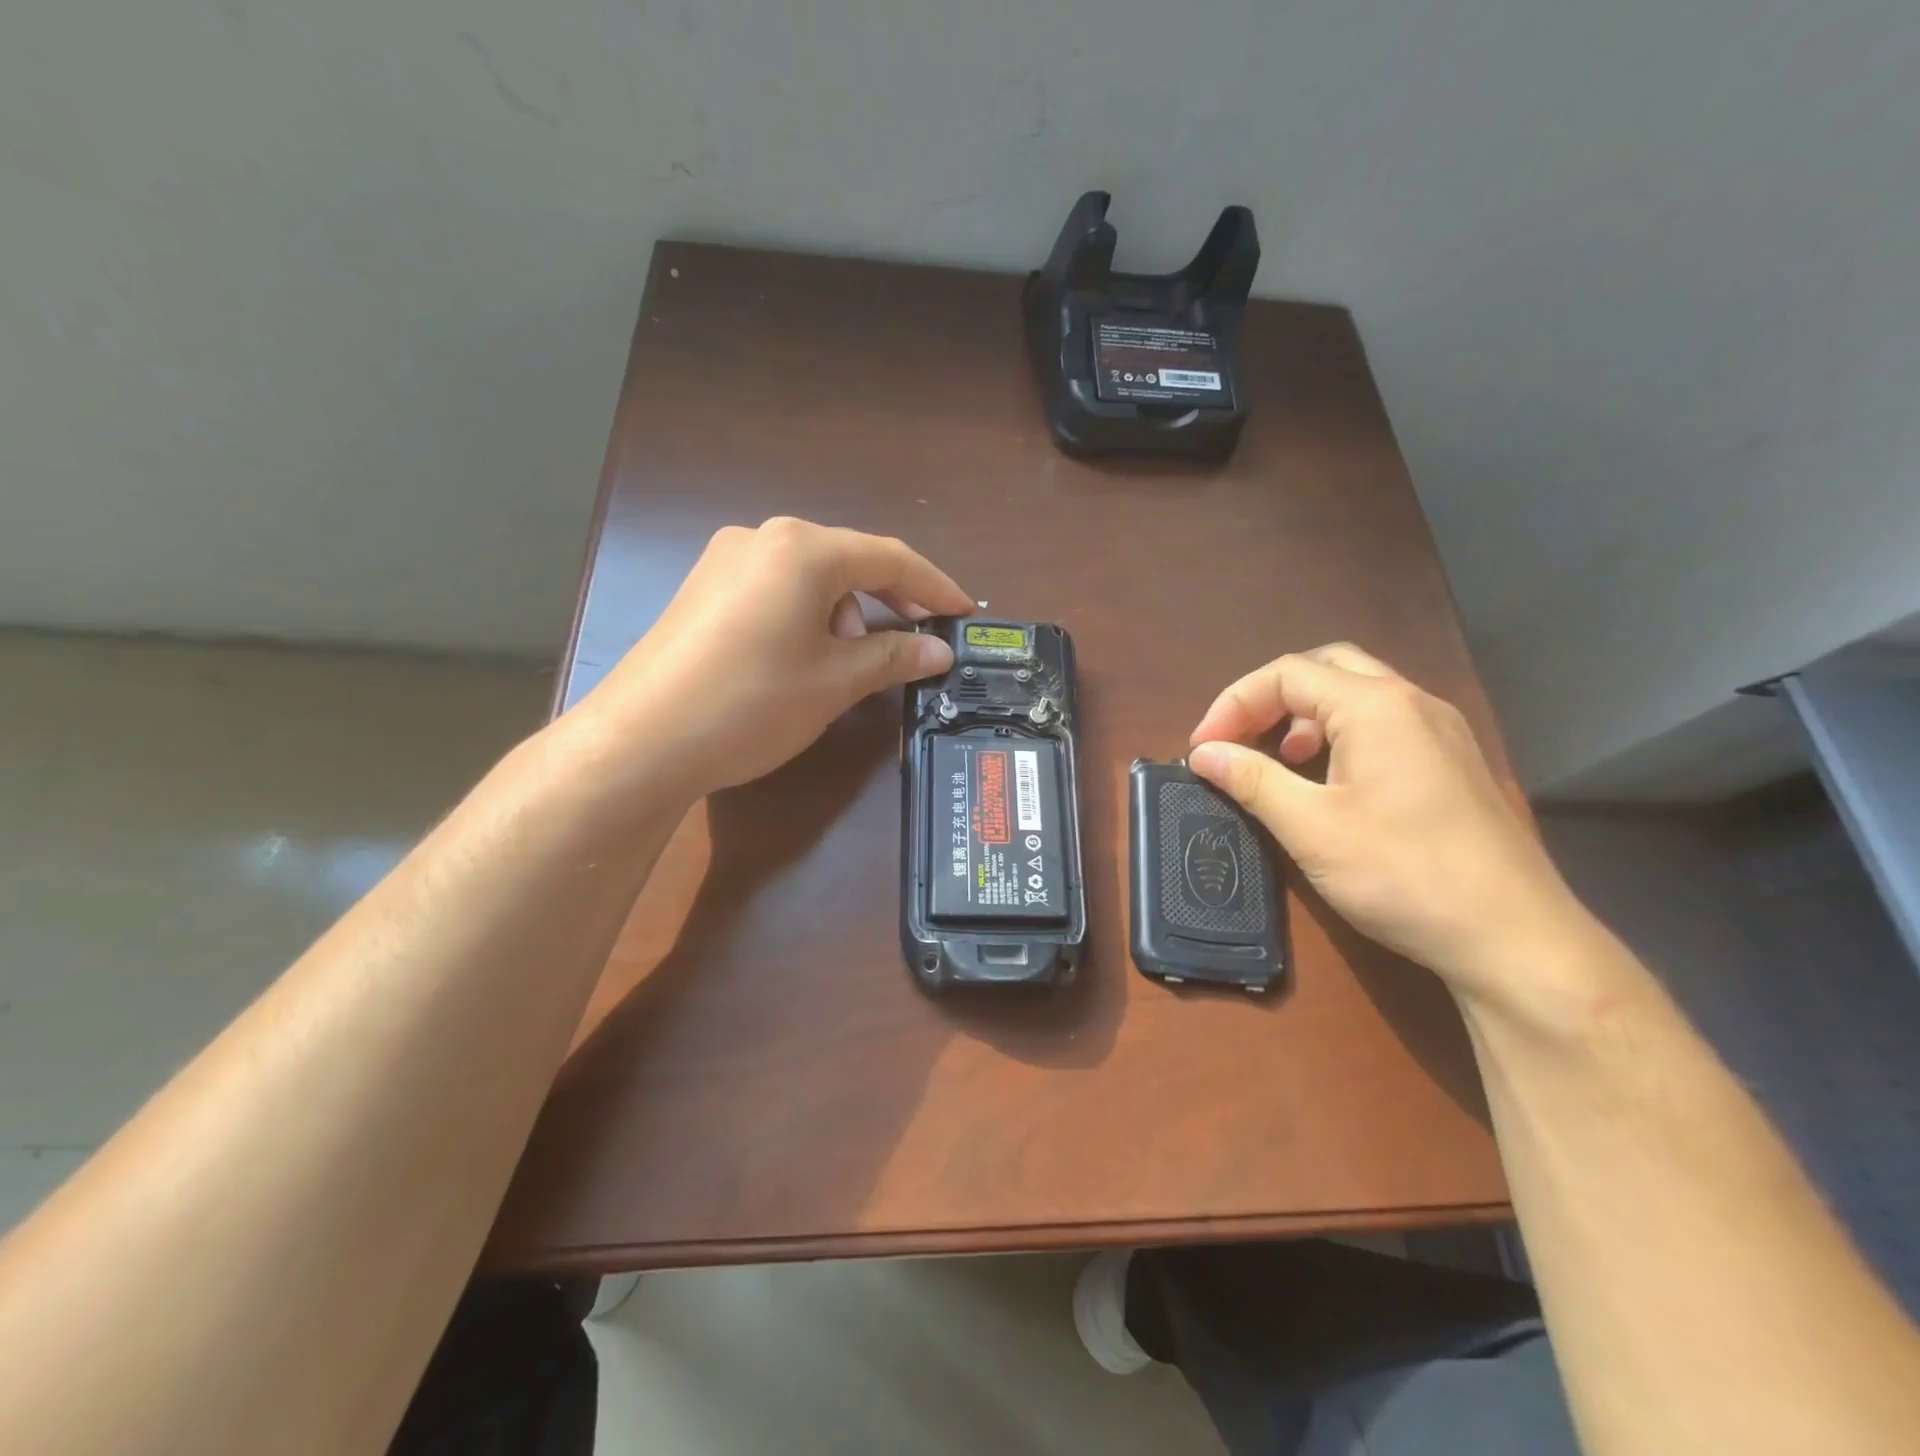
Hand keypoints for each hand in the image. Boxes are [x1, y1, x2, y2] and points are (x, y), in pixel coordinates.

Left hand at [568, 518, 973, 799]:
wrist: (641, 741)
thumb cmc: (752, 703)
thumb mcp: (835, 682)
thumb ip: (893, 657)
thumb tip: (940, 651)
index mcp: (803, 549)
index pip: (889, 559)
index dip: (935, 587)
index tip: (965, 614)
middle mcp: (763, 538)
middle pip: (848, 561)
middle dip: (889, 601)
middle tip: (918, 641)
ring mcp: (726, 560)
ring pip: (811, 576)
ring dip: (846, 612)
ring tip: (849, 662)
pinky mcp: (704, 589)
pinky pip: (776, 589)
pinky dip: (808, 615)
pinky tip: (806, 656)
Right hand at [1188, 644, 1596, 1009]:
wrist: (1514, 938)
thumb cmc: (1403, 873)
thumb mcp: (1311, 827)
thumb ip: (1252, 780)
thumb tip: (1203, 753)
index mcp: (1376, 706)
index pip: (1286, 674)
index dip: (1233, 704)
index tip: (1202, 750)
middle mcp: (1413, 703)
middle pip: (1325, 668)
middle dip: (1270, 697)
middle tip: (1238, 738)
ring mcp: (1440, 732)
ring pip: (1358, 694)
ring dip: (1304, 716)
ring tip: (1277, 759)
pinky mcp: (1452, 764)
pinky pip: (1383, 725)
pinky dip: (1339, 736)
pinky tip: (1326, 781)